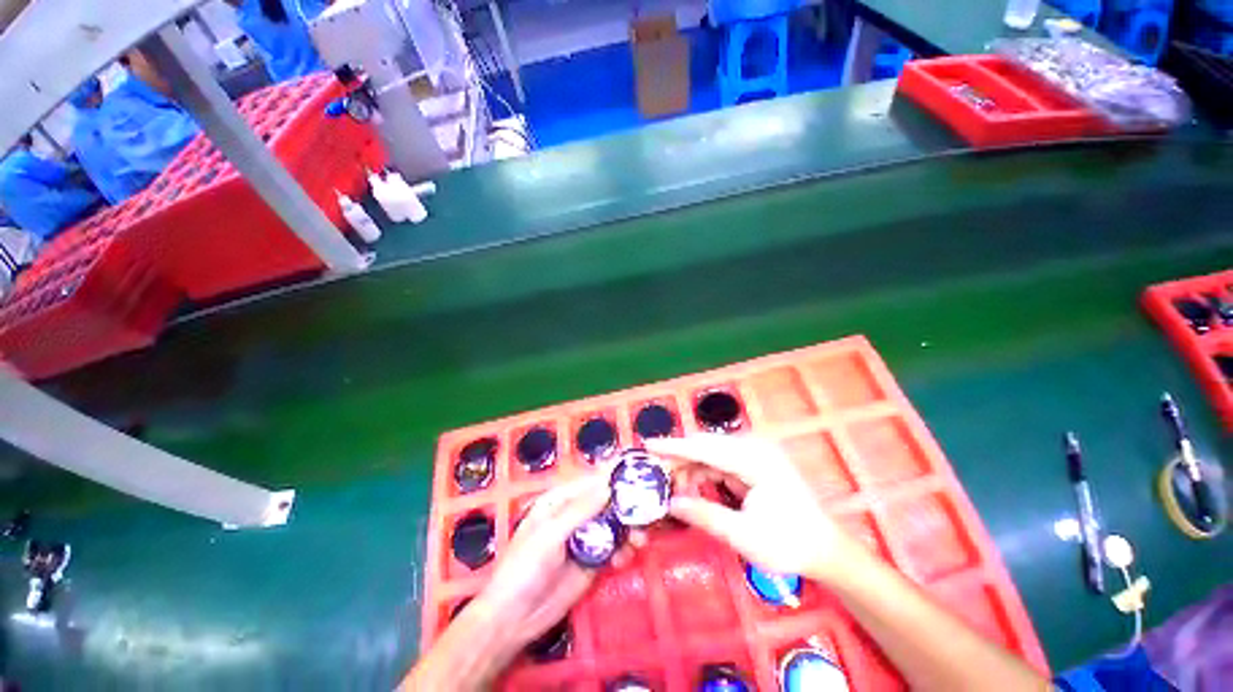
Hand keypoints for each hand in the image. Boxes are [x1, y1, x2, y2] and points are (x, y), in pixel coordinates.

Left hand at [468, 472, 636, 655]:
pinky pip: (615, 548)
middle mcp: (576, 514)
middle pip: (608, 501)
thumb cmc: (524, 567)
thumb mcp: (550, 534)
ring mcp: (586, 538)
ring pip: (616, 524)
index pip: (592, 481)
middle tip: (648, 512)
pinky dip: (625, 550)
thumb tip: (608, 485)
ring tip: (639, 539)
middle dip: (628, 505)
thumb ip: (581, 510)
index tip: (639, 473)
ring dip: (630, 528)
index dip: (614, 476)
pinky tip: (626, 558)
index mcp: (561, 500)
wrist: (514, 618)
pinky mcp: (594, 561)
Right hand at [645, 434, 862, 584]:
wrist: (825, 549)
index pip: (705, 448)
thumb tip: (671, 503)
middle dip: (679, 459)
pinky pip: (720, 463)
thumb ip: (705, 515)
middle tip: (655, 474)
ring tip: (672, 487)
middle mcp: (753, 448)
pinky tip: (693, 488)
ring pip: (711, 454)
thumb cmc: (789, 544)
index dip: (674, 446)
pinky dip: (703, 474)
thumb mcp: (744, 536)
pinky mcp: (753, 464)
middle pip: (706, 447)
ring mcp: (755, 454)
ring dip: (690, 469)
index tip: (648, 444)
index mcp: (754, 459)